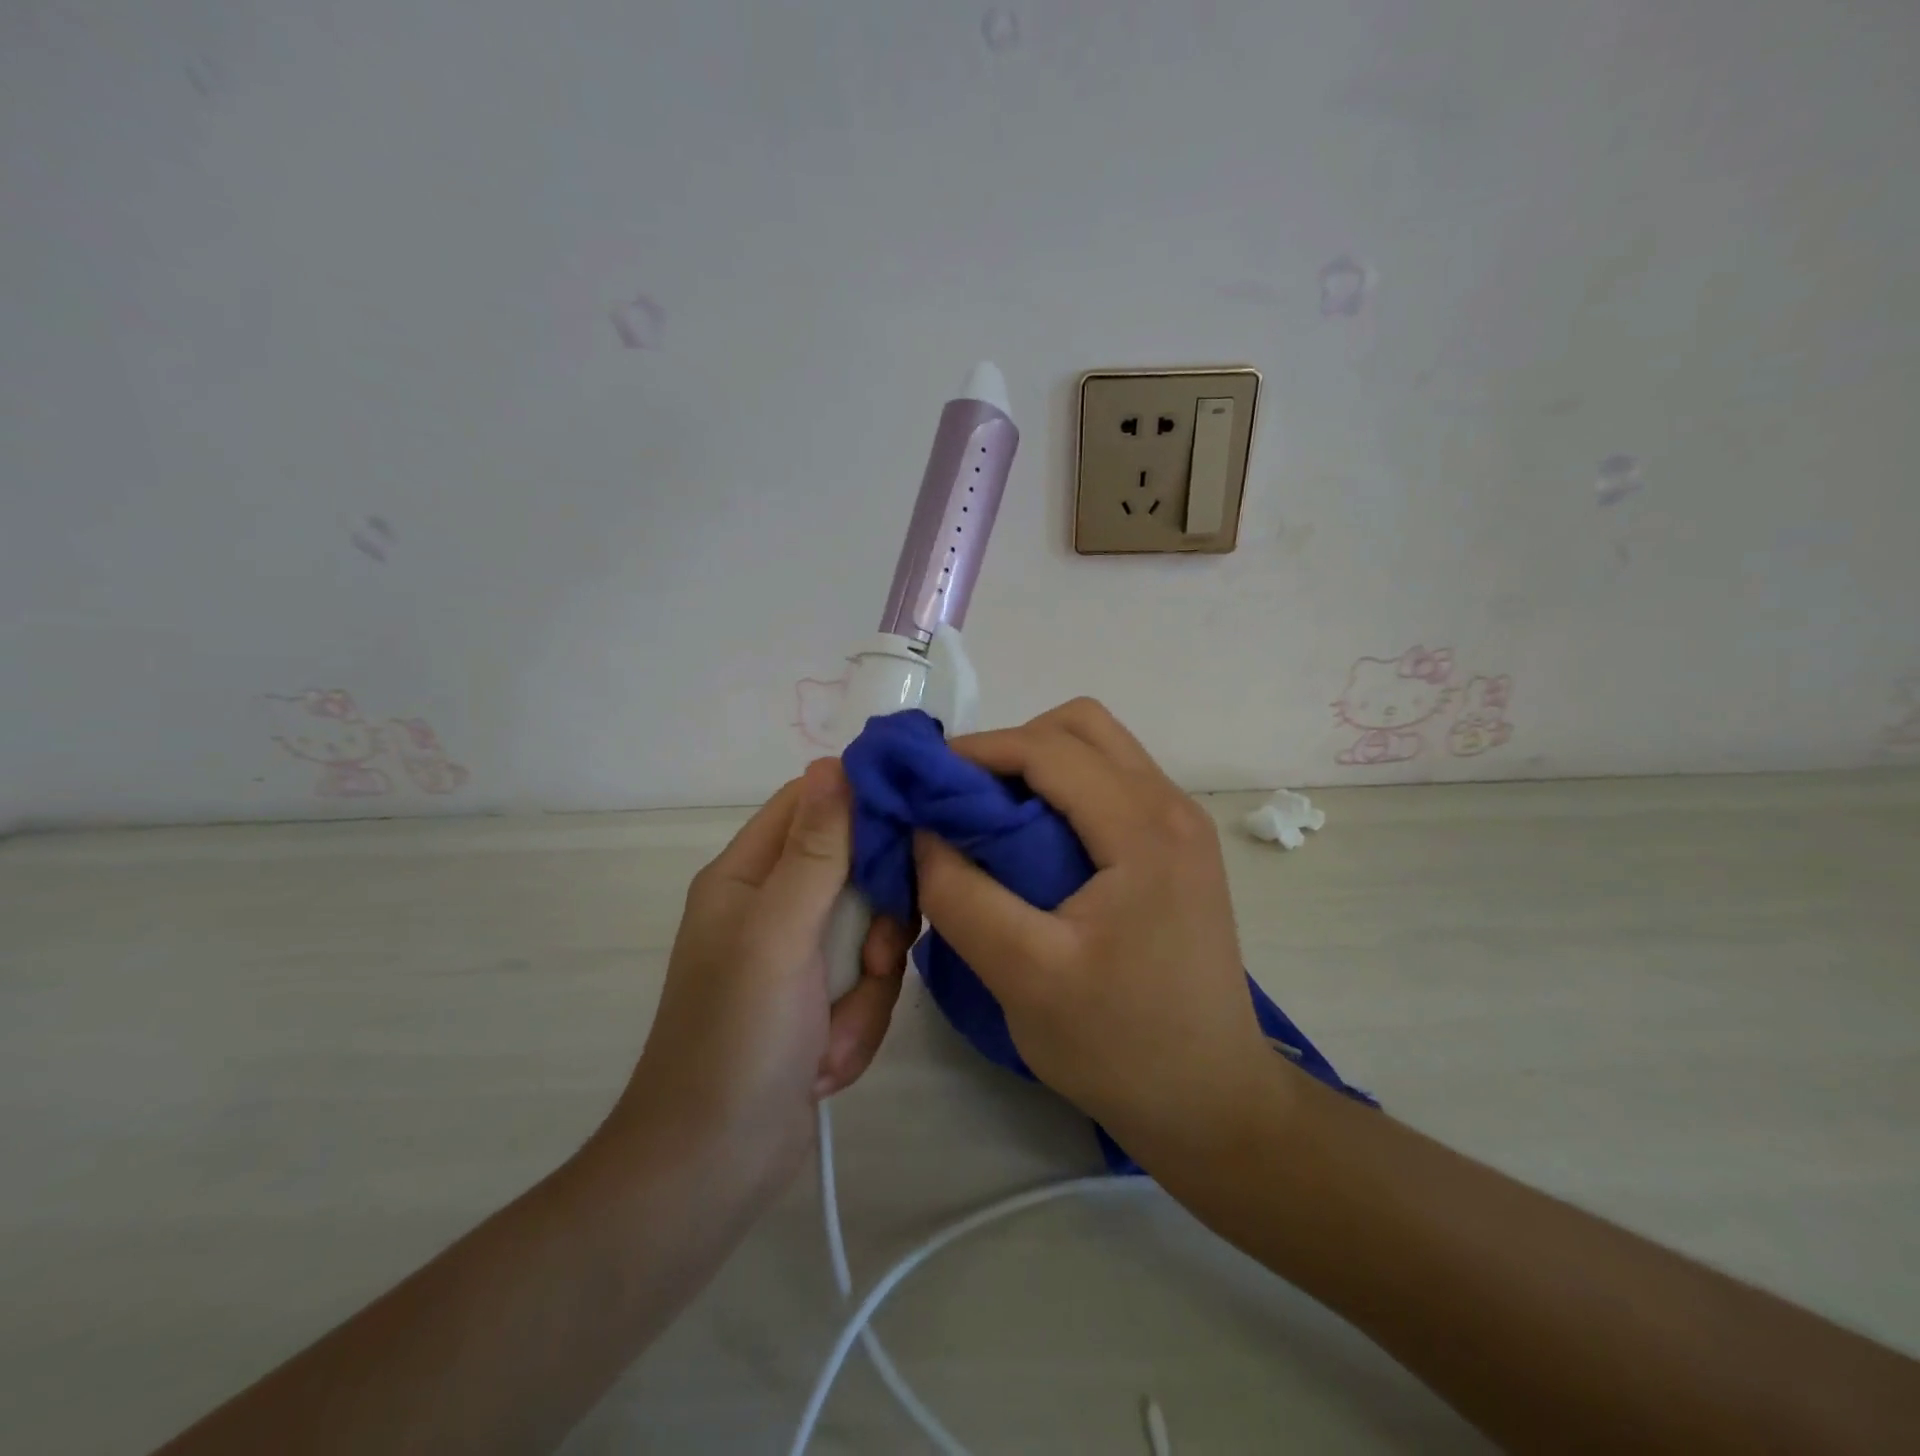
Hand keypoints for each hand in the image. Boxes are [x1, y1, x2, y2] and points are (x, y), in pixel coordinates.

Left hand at [602, 759, 908, 1197]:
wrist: (713, 1170)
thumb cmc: (737, 1038)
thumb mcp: (779, 933)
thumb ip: (816, 849)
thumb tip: (834, 762)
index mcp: (749, 875)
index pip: (814, 804)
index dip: (864, 804)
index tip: (916, 824)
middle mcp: (774, 906)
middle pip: (858, 872)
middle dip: (876, 923)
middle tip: (875, 959)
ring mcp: (798, 959)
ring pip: (872, 935)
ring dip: (867, 988)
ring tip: (835, 1033)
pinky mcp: (819, 1003)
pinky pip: (867, 986)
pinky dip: (857, 1024)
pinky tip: (827, 1063)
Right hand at [912, 699, 1275, 1155]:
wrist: (1211, 1100)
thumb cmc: (1120, 1044)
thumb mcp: (1023, 975)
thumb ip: (960, 896)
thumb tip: (922, 831)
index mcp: (1144, 829)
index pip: (1049, 748)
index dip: (977, 751)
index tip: (923, 782)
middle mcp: (1171, 807)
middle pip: (1081, 726)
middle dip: (1012, 747)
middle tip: (964, 800)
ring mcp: (1181, 825)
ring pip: (1099, 749)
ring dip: (1038, 765)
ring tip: (992, 819)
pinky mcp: (1177, 848)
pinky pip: (1112, 784)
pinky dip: (1063, 790)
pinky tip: (1033, 843)